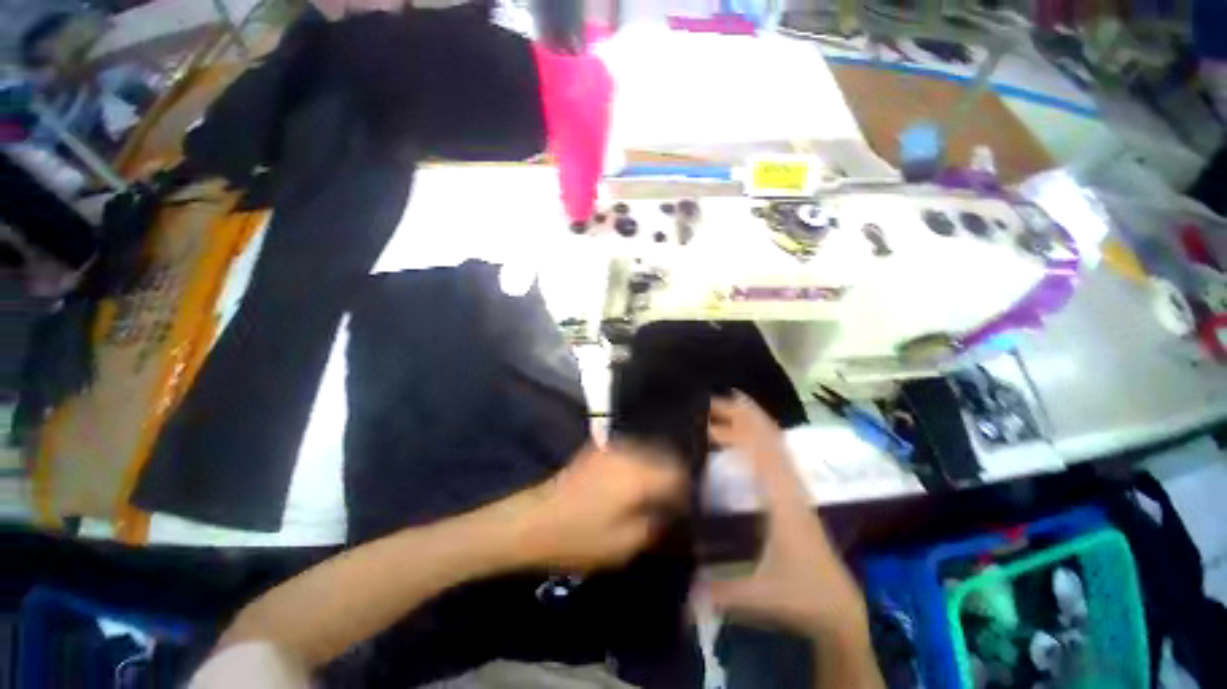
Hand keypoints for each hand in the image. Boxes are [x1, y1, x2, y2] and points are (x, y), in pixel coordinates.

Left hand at [515, 442, 687, 571]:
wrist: (535, 519)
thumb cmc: (579, 536)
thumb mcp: (624, 545)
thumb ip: (656, 525)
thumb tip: (672, 513)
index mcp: (639, 474)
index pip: (678, 474)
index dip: (687, 491)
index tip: (687, 507)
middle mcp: (629, 452)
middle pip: (665, 455)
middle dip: (674, 474)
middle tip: (675, 496)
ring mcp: (612, 446)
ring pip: (648, 448)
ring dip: (657, 464)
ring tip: (657, 487)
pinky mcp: (599, 447)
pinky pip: (630, 448)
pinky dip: (640, 459)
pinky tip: (636, 477)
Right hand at [704, 393, 868, 638]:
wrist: (838, 608)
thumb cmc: (800, 595)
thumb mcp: (757, 595)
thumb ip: (717, 593)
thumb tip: (680, 594)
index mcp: (780, 501)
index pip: (760, 451)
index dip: (738, 426)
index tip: (714, 409)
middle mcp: (788, 487)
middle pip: (768, 438)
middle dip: (741, 415)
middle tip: (712, 401)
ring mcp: (793, 489)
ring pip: (775, 444)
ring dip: (751, 422)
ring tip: (726, 408)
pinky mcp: (794, 496)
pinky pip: (777, 456)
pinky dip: (761, 437)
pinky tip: (746, 437)